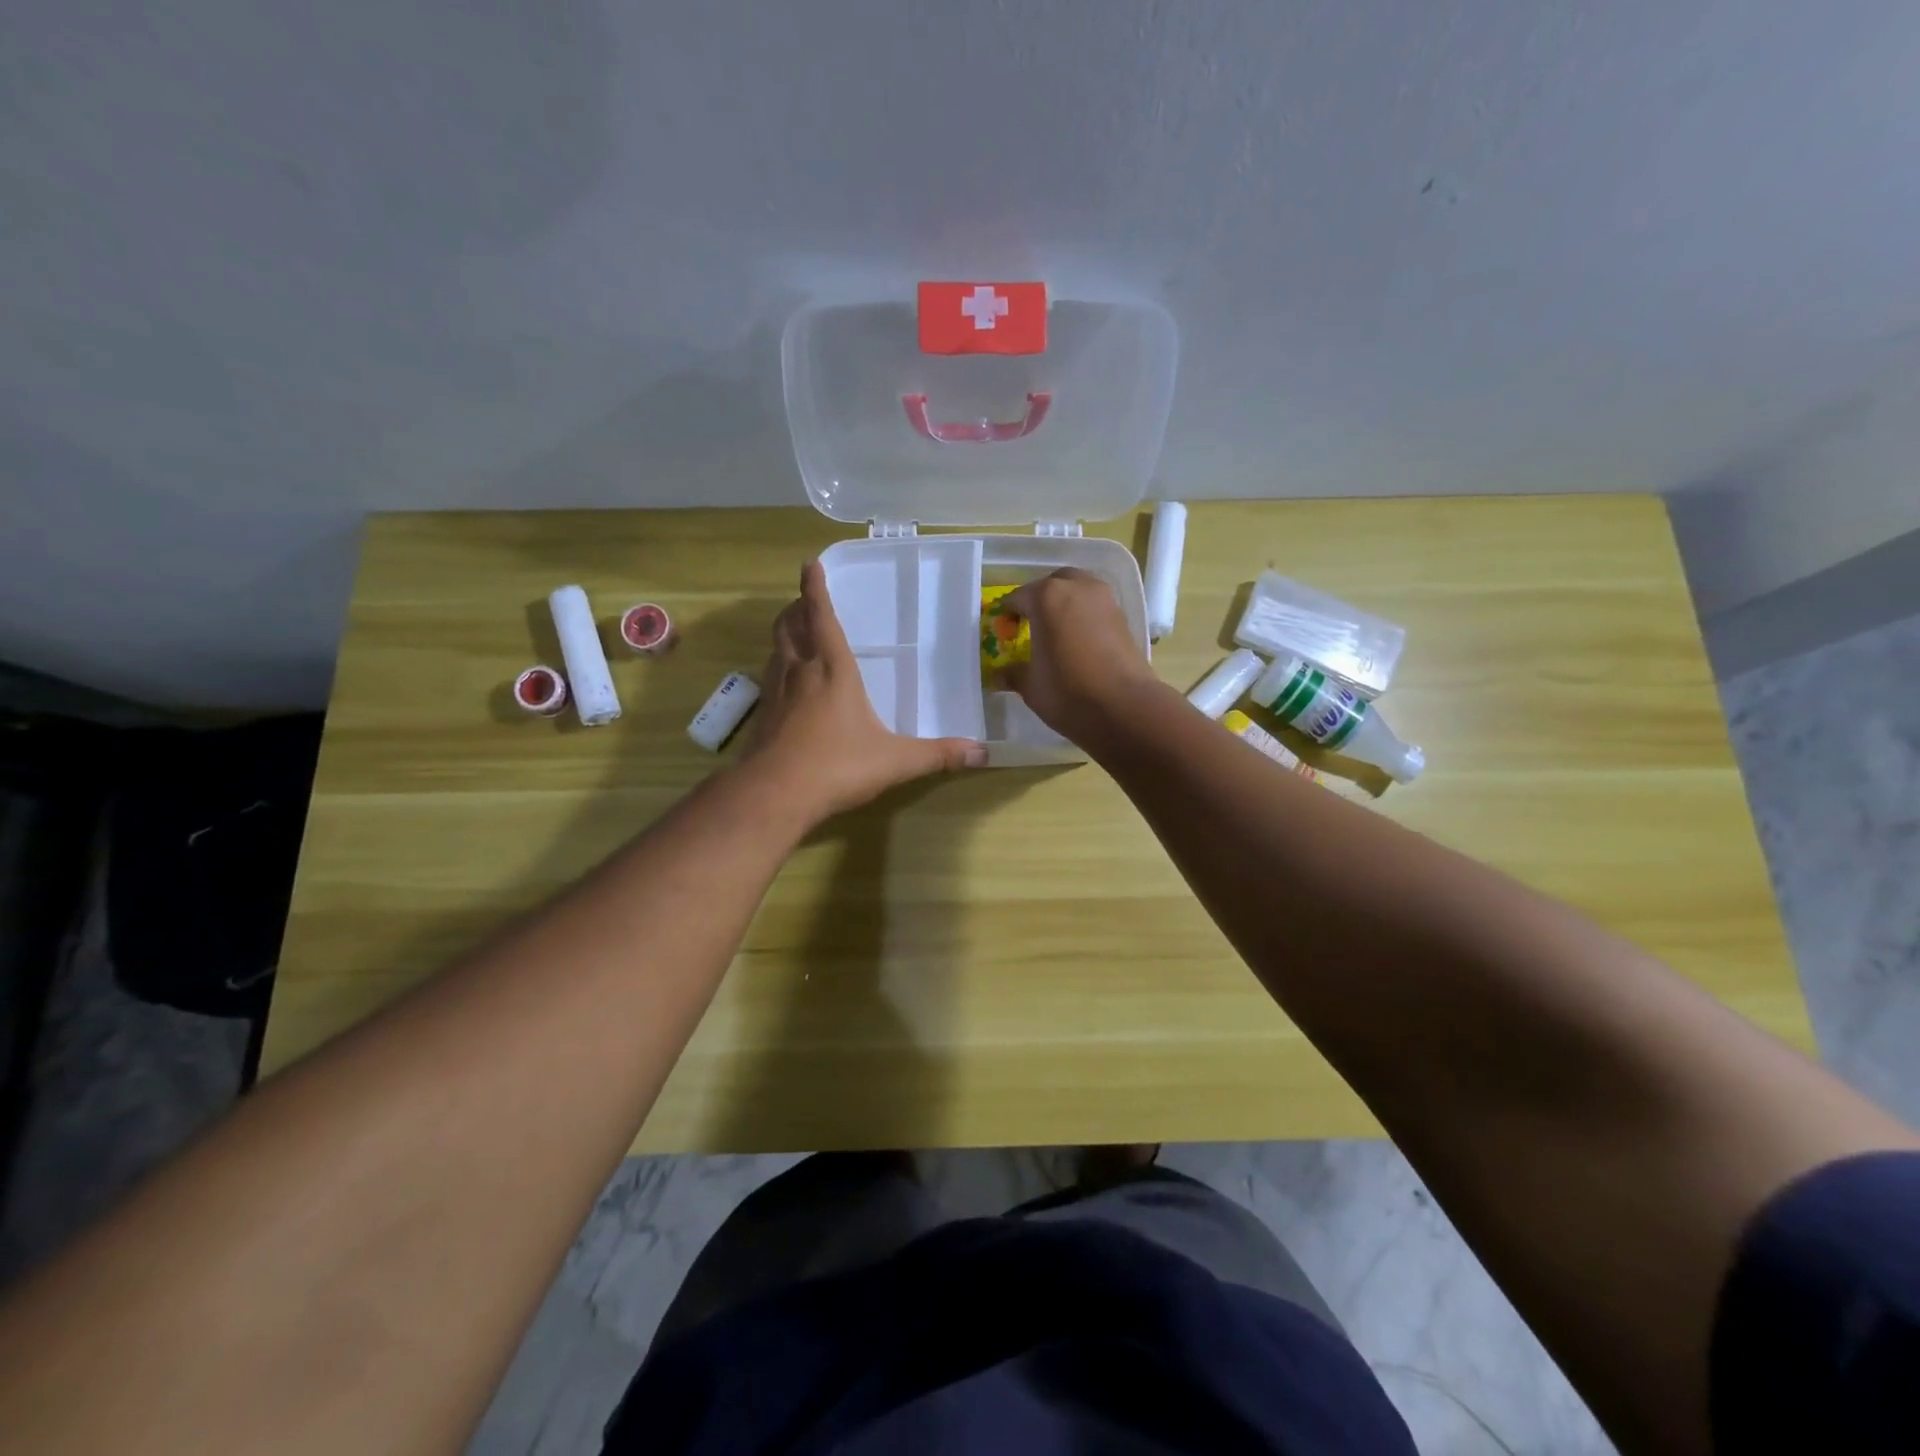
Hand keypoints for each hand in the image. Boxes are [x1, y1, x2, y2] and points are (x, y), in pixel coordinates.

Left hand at [740, 561, 986, 824]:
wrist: (774, 795)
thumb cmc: (838, 767)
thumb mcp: (896, 761)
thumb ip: (938, 755)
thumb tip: (982, 753)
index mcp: (832, 670)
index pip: (821, 617)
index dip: (815, 588)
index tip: (810, 564)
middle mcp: (800, 672)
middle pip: (789, 626)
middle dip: (795, 608)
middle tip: (804, 601)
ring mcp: (775, 694)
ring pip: (775, 651)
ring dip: (784, 636)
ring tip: (795, 634)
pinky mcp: (762, 718)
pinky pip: (768, 680)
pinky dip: (777, 669)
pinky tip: (786, 687)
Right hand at [1001, 568, 1157, 739]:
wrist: (1125, 707)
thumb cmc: (1067, 691)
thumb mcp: (1031, 686)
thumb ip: (1013, 673)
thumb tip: (999, 674)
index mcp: (1046, 597)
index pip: (1018, 598)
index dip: (1008, 614)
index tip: (1004, 630)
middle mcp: (1077, 588)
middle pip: (1052, 585)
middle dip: (1040, 600)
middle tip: (1031, 625)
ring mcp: (1105, 600)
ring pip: (1078, 591)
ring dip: (1065, 605)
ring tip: (1056, 633)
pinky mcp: (1124, 617)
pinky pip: (1096, 608)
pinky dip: (1084, 617)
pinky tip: (1079, 642)